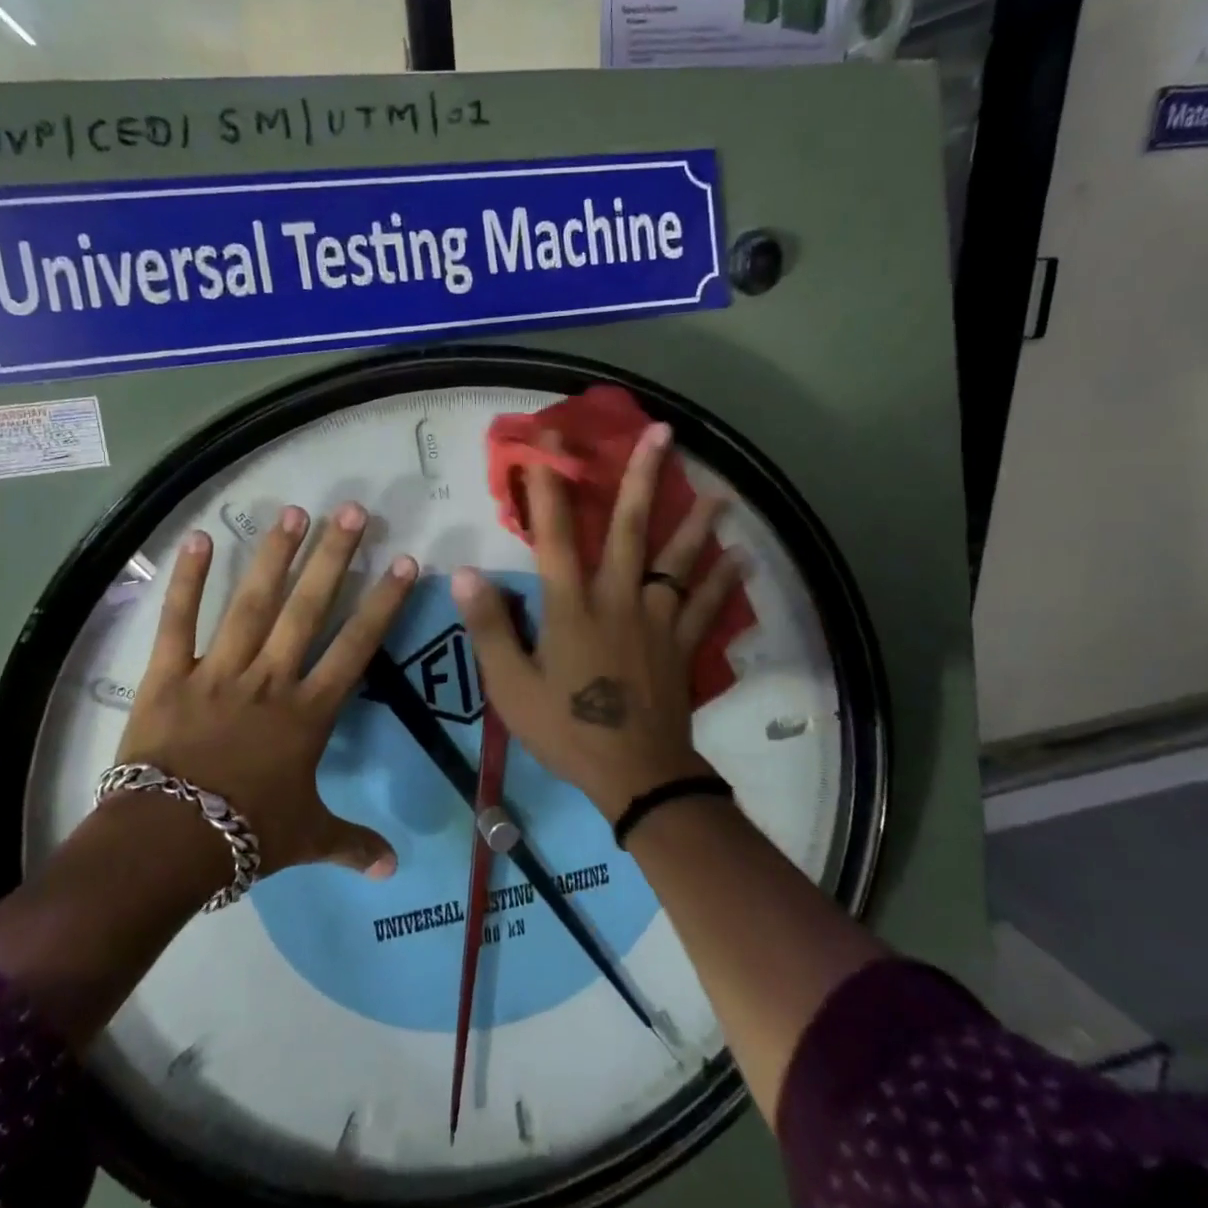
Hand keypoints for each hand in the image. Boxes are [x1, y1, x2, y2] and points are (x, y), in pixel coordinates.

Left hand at [115, 502, 416, 878]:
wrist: (165, 844)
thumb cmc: (244, 836)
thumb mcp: (307, 838)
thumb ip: (352, 844)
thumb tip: (393, 868)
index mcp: (308, 712)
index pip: (357, 647)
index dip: (383, 603)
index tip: (404, 562)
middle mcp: (269, 679)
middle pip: (308, 609)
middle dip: (334, 558)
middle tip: (352, 511)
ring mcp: (218, 672)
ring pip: (252, 604)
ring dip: (274, 556)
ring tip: (293, 511)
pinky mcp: (169, 676)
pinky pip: (178, 623)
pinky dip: (187, 581)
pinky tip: (199, 539)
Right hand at [452, 423, 742, 822]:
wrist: (633, 774)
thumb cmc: (566, 729)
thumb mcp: (511, 686)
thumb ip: (489, 627)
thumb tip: (464, 573)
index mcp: (571, 605)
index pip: (554, 533)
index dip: (548, 485)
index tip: (547, 442)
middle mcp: (618, 598)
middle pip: (629, 528)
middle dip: (640, 477)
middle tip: (660, 433)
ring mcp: (657, 619)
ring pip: (678, 560)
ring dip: (696, 523)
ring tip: (717, 493)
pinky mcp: (682, 644)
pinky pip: (707, 606)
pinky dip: (725, 582)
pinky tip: (743, 559)